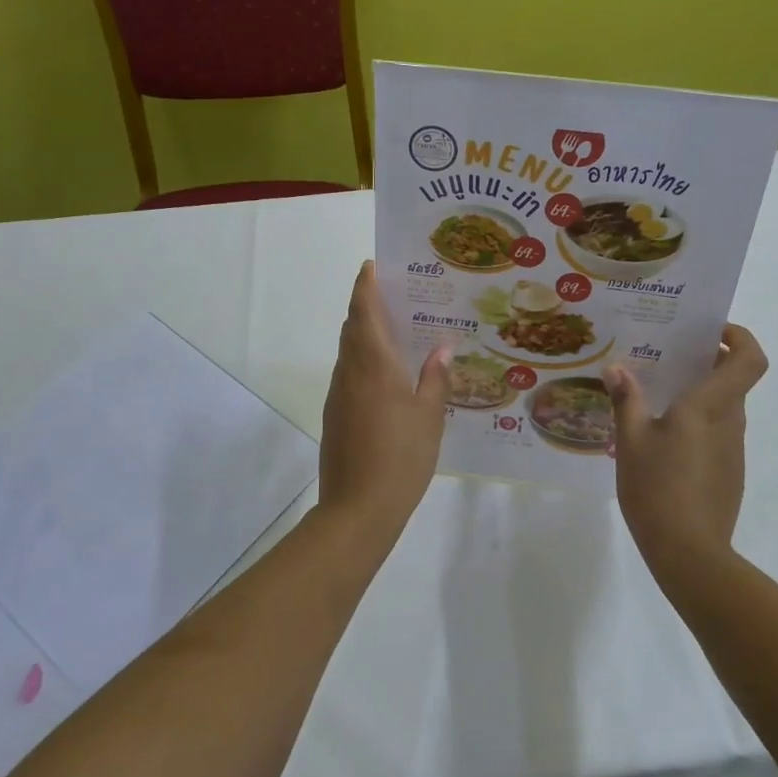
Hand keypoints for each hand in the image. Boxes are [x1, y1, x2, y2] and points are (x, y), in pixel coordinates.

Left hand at [319, 261, 450, 536]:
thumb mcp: (429, 417)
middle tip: (396, 296)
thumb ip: (435, 378)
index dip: (365, 286)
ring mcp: (338, 395)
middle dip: (367, 306)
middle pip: (352, 328)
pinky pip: (349, 374)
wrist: (357, 509)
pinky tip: (388, 376)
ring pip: (349, 352)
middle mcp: (350, 372)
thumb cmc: (401, 457)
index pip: (363, 311)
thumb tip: (442, 348)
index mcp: (373, 364)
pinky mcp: (335, 416)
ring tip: (398, 332)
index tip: (372, 266)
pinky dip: (364, 361)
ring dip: (365, 334)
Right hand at [605, 325, 768, 578]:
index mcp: (710, 406)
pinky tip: (664, 441)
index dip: (740, 337)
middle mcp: (730, 422)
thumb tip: (616, 369)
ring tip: (656, 398)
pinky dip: (698, 424)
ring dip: (700, 395)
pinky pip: (717, 434)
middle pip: (734, 380)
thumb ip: (626, 400)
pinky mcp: (729, 474)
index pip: (750, 359)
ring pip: (724, 408)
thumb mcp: (630, 441)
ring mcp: (733, 450)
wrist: (689, 554)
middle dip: (707, 362)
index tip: (711, 332)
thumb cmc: (658, 488)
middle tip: (668, 358)